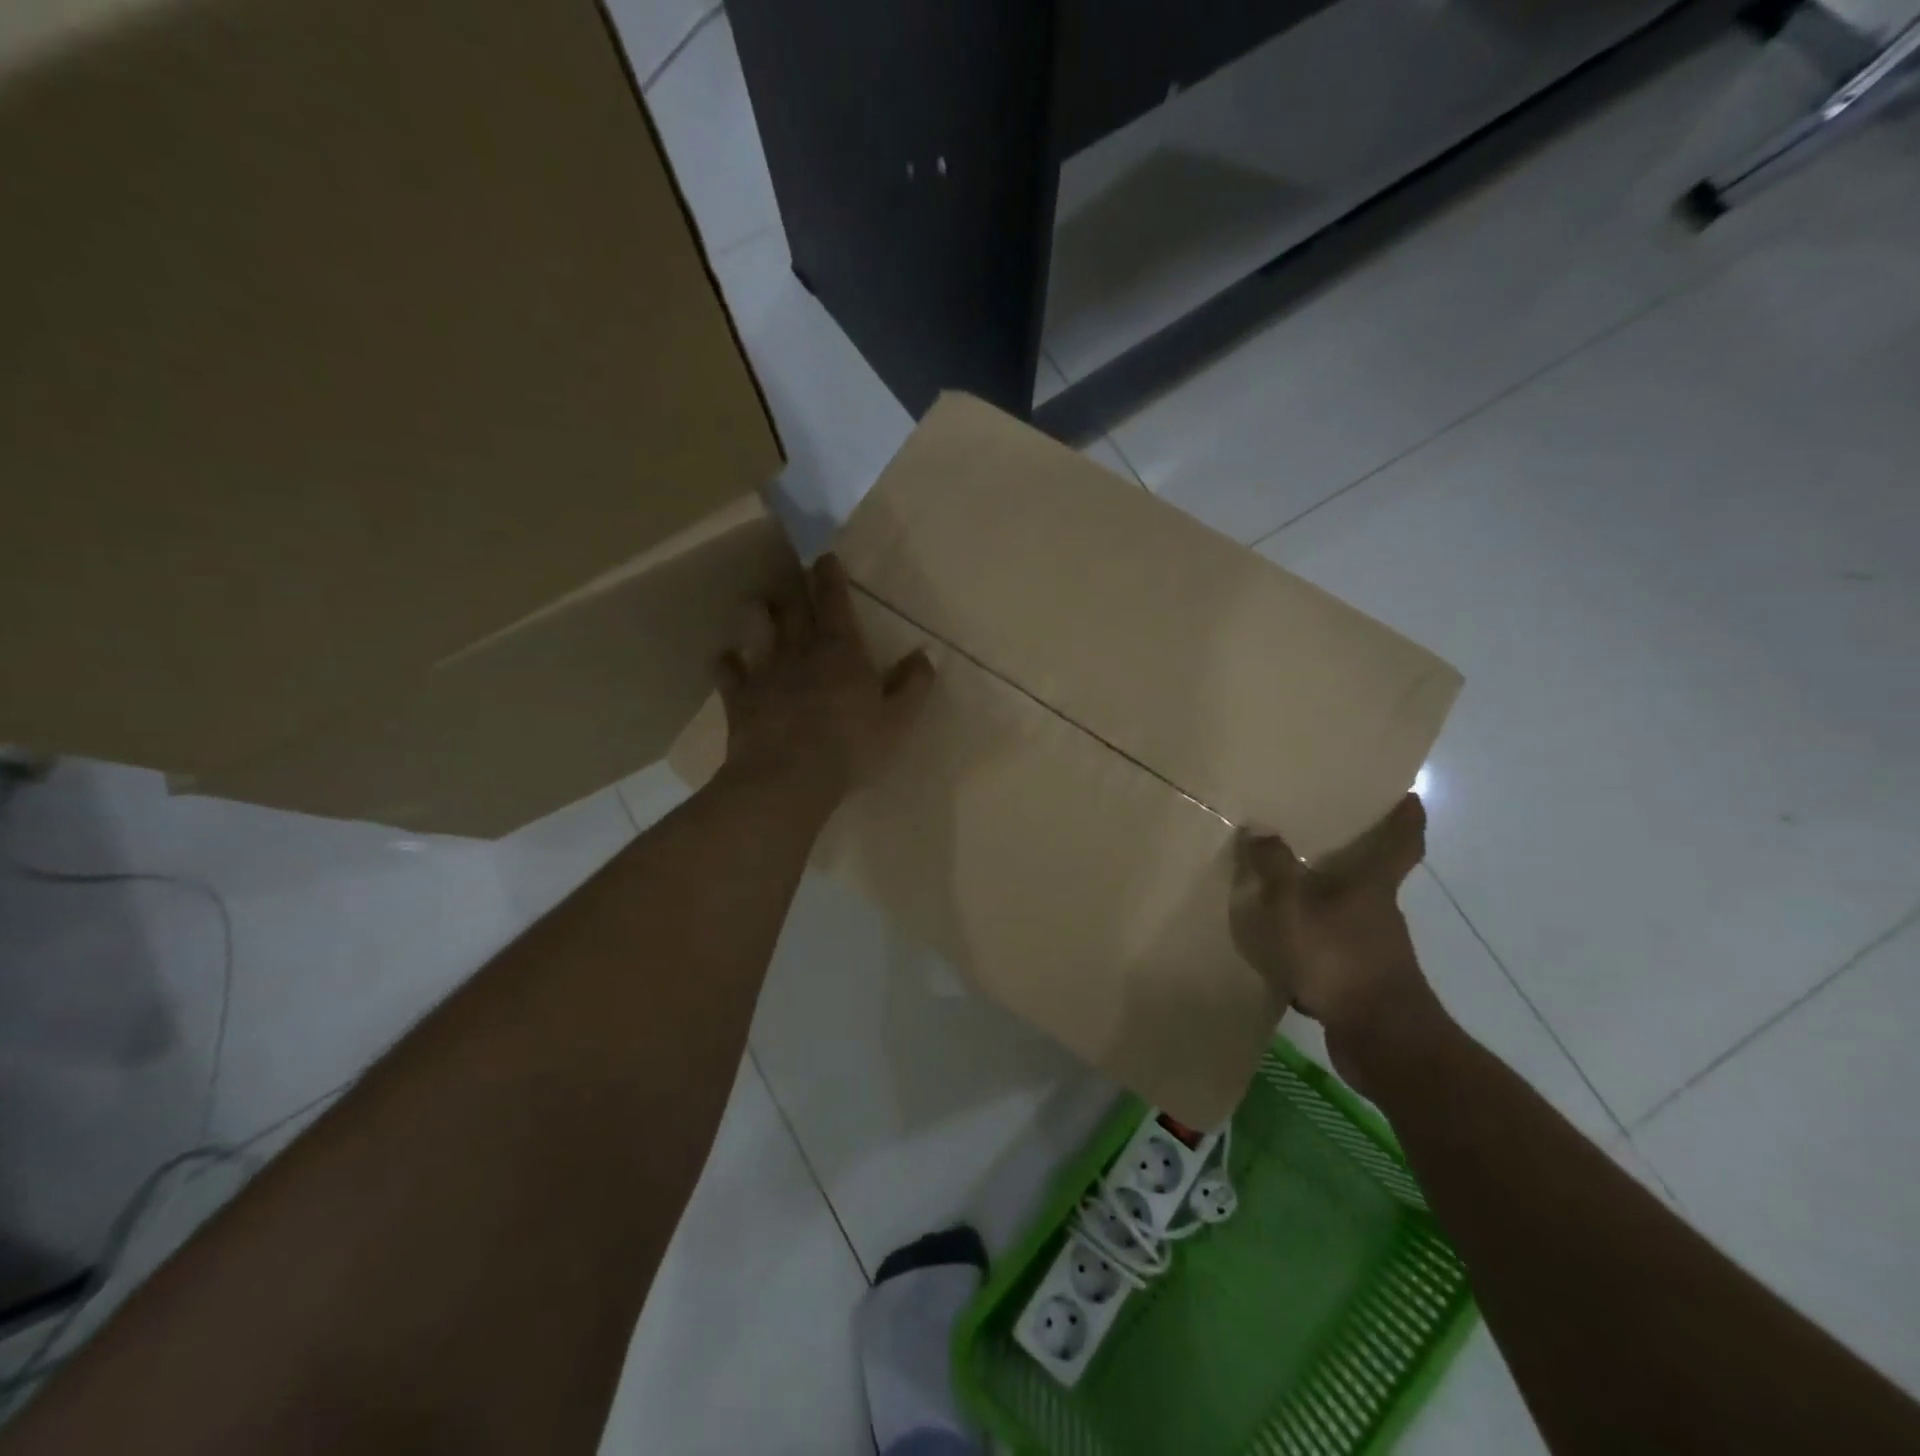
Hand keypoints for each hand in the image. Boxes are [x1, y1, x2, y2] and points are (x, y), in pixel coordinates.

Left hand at [716, 553, 934, 805]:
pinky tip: (728, 660)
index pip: (834, 599)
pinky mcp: (739, 696)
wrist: (789, 777)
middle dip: (794, 583)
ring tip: (760, 606)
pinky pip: (727, 669)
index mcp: (840, 649)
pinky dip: (727, 661)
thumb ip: (913, 685)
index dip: (830, 575)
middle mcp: (800, 649)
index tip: (825, 557)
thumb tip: (925, 655)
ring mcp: (765, 670)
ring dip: (757, 611)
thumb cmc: (850, 747)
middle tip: (793, 569)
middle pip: (793, 604)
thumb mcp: (897, 720)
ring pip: (755, 626)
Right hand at [1230, 795, 1446, 1088]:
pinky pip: (1334, 950)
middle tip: (1317, 837)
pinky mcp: (1363, 981)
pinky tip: (1283, 950)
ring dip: (1325, 903)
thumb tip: (1260, 829)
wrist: (1380, 1040)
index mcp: (1372, 885)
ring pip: (1349, 914)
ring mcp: (1375, 949)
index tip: (1409, 795)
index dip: (1406, 816)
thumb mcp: (1292, 907)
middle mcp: (1380, 911)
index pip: (1402, 841)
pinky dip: (1314, 944)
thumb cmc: (1339, 958)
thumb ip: (1274, 868)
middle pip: (1372, 875)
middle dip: (1350, 857)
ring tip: (1285, 892)